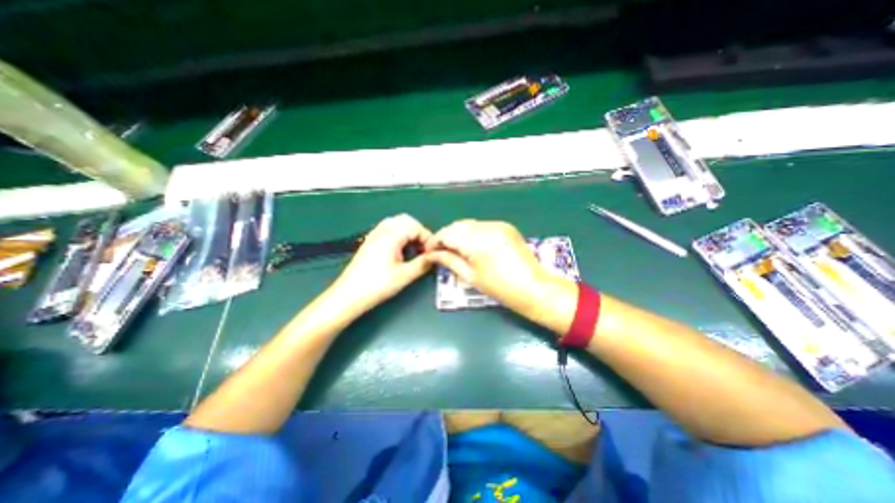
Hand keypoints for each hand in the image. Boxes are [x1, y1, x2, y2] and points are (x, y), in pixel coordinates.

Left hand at [331, 212, 436, 314]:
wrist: (349, 295)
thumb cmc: (377, 285)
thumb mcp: (405, 276)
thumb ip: (422, 264)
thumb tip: (434, 258)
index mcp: (392, 235)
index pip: (416, 227)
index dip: (428, 238)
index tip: (432, 252)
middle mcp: (382, 230)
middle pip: (406, 220)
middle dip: (419, 232)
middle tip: (424, 249)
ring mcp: (374, 235)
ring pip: (396, 223)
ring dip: (409, 233)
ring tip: (414, 250)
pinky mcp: (370, 242)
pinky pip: (388, 229)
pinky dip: (399, 235)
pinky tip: (401, 251)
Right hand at [424, 218, 575, 329]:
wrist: (533, 287)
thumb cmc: (500, 288)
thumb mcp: (470, 276)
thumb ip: (449, 261)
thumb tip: (432, 255)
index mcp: (476, 241)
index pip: (447, 234)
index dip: (435, 241)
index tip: (429, 251)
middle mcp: (486, 227)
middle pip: (458, 226)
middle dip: (446, 237)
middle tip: (441, 251)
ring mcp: (497, 225)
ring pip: (469, 225)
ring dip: (459, 234)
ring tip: (455, 250)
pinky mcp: (505, 226)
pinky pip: (482, 226)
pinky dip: (473, 234)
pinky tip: (472, 246)